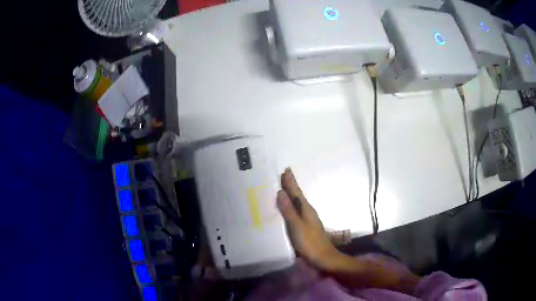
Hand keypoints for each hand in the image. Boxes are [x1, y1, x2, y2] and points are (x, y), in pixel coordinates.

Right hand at [277, 168, 340, 270]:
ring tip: (282, 189)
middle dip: (290, 186)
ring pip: (297, 204)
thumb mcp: (297, 226)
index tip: (286, 170)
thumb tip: (281, 192)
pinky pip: (296, 212)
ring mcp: (308, 220)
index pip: (296, 192)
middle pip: (297, 196)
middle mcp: (307, 212)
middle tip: (283, 176)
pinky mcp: (306, 228)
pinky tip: (287, 210)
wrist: (323, 258)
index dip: (291, 182)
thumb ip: (289, 210)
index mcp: (306, 209)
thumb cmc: (310, 242)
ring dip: (290, 196)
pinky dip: (290, 207)